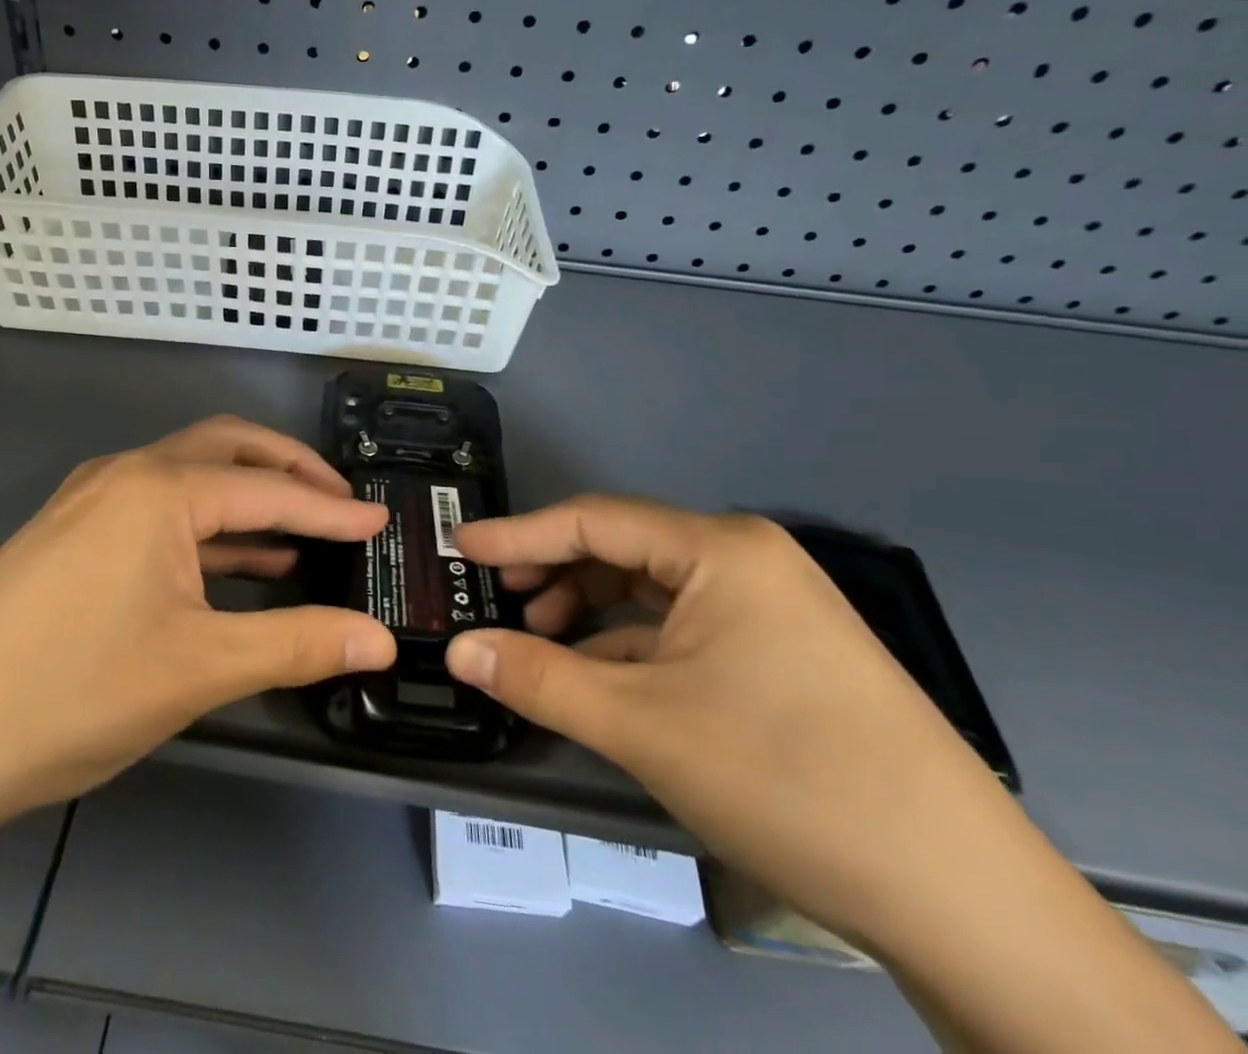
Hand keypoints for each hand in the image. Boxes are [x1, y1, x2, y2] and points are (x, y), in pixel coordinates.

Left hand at [0, 416, 395, 830]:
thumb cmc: (73, 691)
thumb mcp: (199, 667)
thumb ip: (297, 643)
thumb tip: (379, 641)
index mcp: (159, 488)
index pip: (268, 490)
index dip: (330, 508)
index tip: (380, 522)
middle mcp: (124, 474)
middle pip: (226, 451)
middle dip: (288, 472)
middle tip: (340, 501)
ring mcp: (89, 502)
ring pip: (188, 480)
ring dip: (245, 499)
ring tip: (300, 533)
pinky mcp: (70, 534)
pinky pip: (156, 512)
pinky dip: (205, 528)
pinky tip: (235, 563)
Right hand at [444, 499, 1032, 947]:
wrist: (965, 902)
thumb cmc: (787, 780)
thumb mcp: (641, 726)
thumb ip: (537, 677)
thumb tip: (458, 650)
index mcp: (720, 549)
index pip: (593, 521)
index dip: (518, 534)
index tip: (459, 547)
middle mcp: (748, 559)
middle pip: (623, 550)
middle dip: (554, 573)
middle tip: (496, 599)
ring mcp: (773, 607)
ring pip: (654, 591)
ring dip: (590, 611)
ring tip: (540, 642)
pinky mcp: (786, 653)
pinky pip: (686, 627)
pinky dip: (632, 644)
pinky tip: (602, 678)